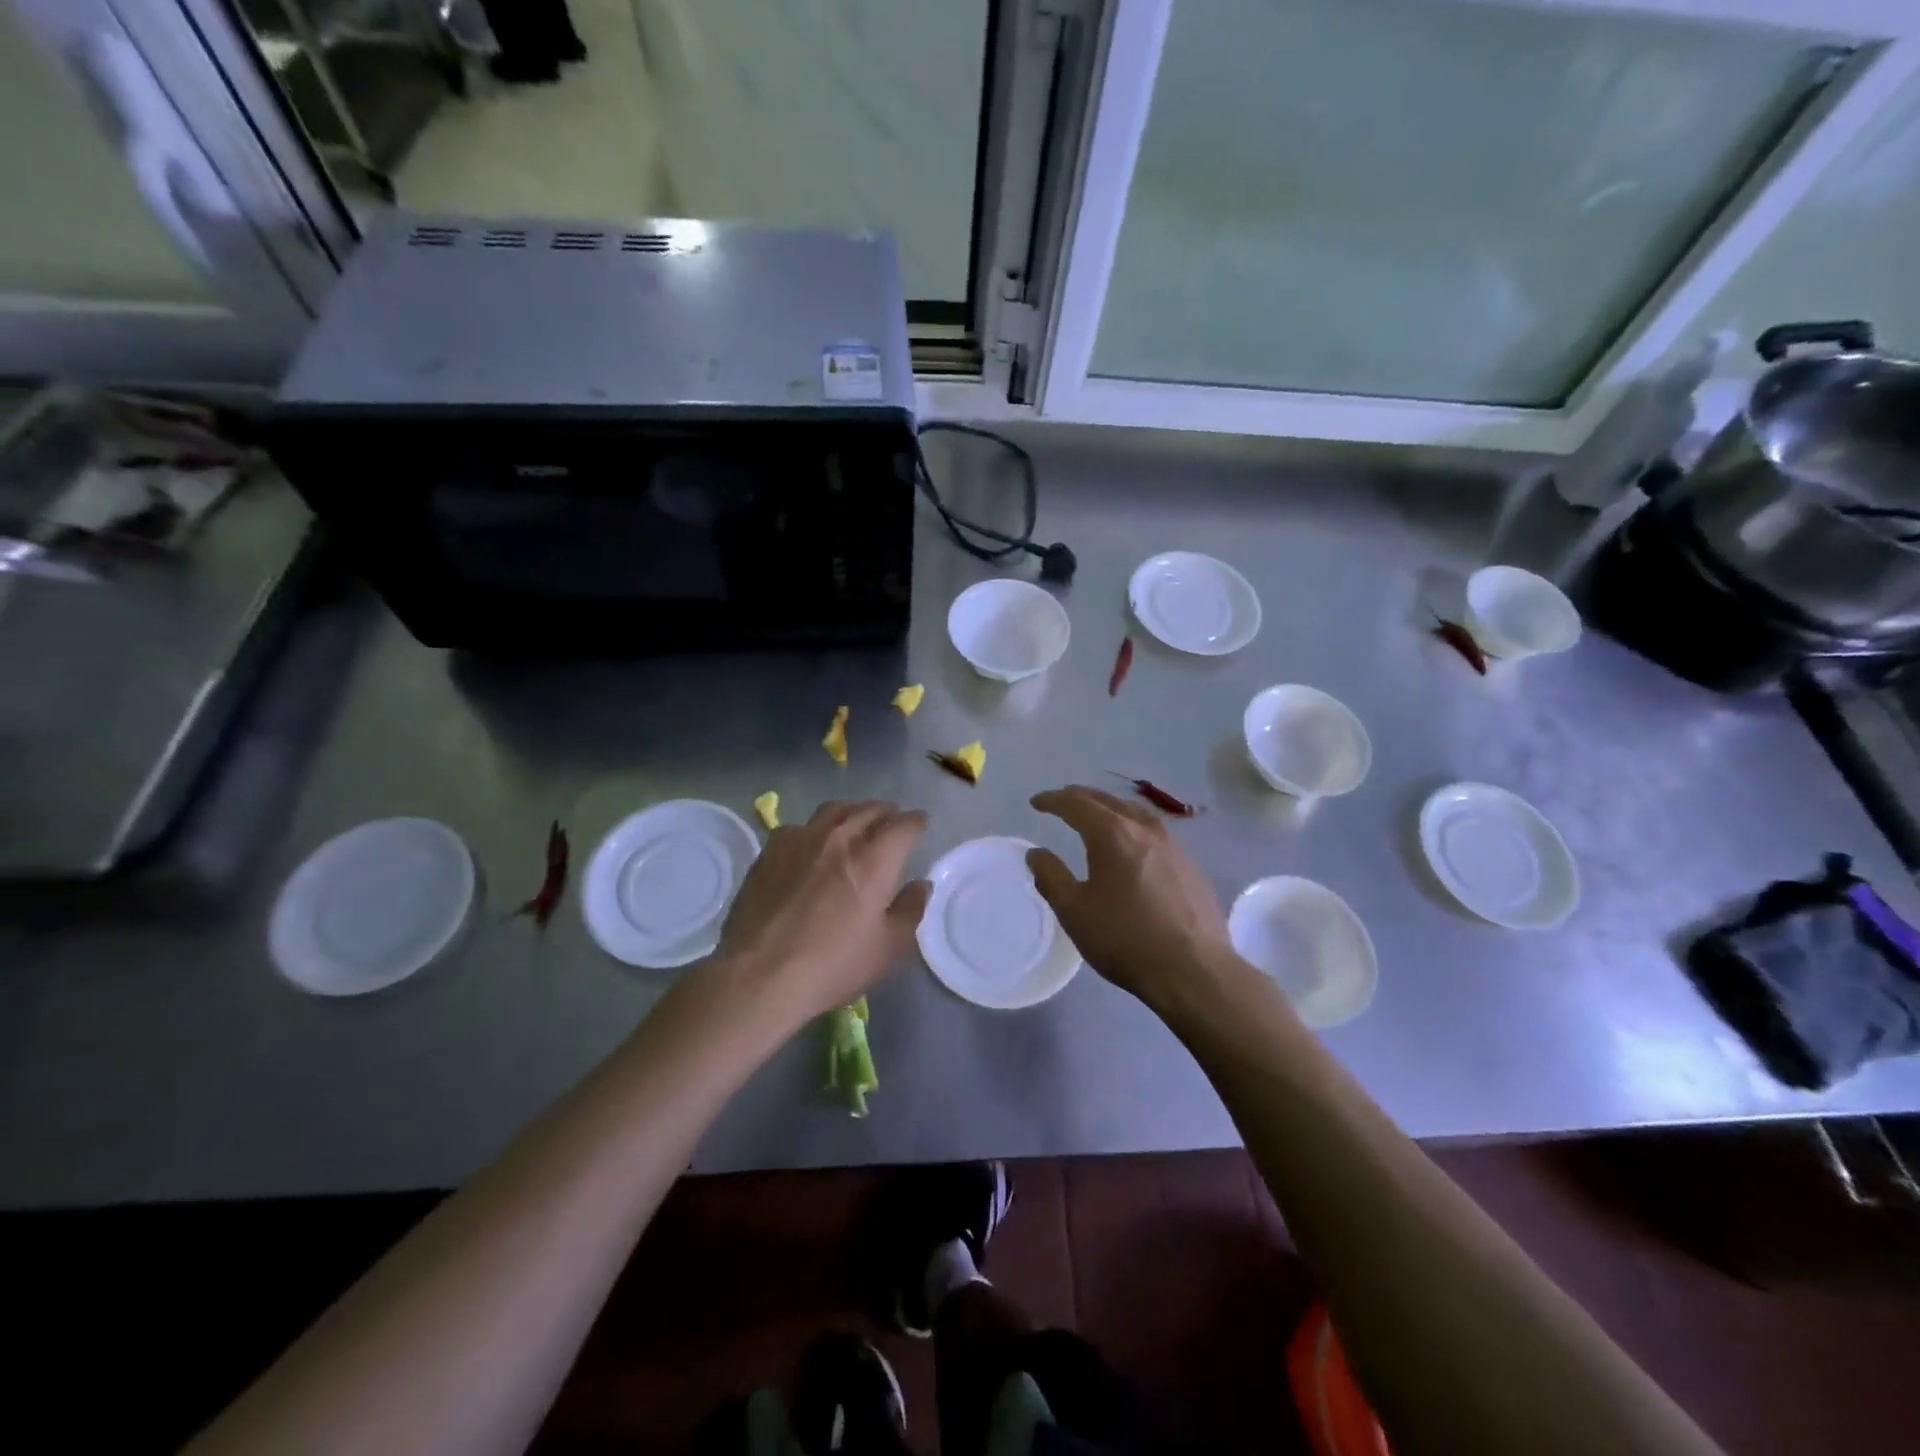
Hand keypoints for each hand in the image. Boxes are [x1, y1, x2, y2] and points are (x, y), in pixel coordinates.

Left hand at [712, 799, 930, 1024]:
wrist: (760, 974)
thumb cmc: (833, 966)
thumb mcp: (887, 948)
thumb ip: (910, 910)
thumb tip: (920, 885)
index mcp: (875, 860)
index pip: (904, 825)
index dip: (917, 822)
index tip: (921, 824)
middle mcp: (840, 838)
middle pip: (870, 809)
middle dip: (887, 812)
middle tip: (892, 819)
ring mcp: (802, 839)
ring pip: (835, 809)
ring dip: (853, 811)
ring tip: (857, 820)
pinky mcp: (771, 849)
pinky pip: (801, 826)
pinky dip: (816, 828)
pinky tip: (812, 842)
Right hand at [1027, 786, 1238, 1011]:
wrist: (1194, 970)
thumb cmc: (1125, 939)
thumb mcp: (1074, 912)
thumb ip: (1051, 877)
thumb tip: (1036, 853)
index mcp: (1112, 834)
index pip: (1076, 804)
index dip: (1053, 800)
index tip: (1036, 802)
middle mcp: (1144, 829)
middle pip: (1108, 801)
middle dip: (1081, 798)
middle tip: (1063, 801)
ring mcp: (1173, 846)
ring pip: (1136, 813)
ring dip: (1111, 808)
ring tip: (1099, 816)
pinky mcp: (1191, 866)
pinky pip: (1155, 833)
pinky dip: (1134, 828)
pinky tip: (1134, 846)